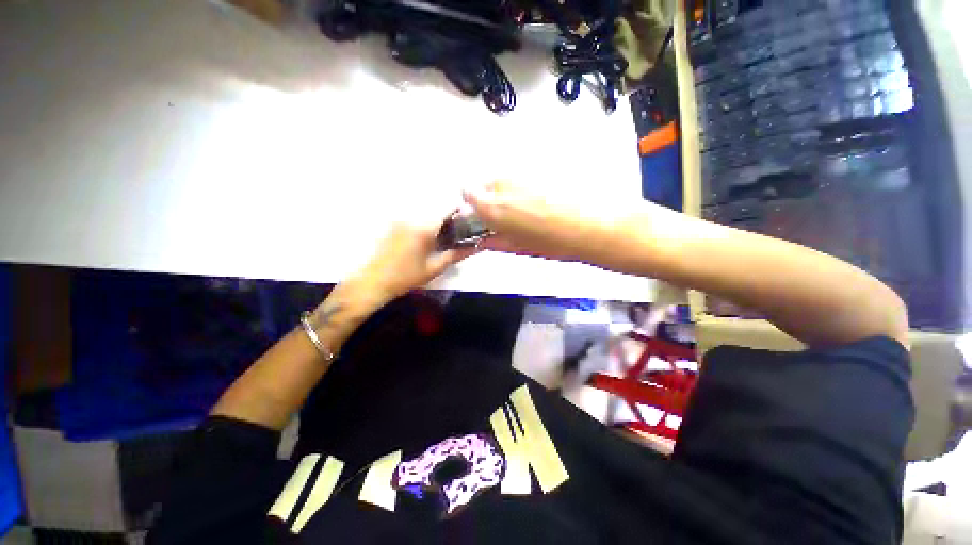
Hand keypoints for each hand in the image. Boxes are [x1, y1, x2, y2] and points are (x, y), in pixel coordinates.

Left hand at [341, 215, 477, 310]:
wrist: (372, 281)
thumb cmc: (406, 277)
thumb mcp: (434, 268)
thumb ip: (456, 255)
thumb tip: (476, 248)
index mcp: (425, 227)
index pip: (447, 206)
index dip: (460, 209)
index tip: (466, 219)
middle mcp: (412, 216)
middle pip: (436, 206)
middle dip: (448, 215)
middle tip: (454, 231)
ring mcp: (400, 217)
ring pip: (424, 210)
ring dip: (435, 218)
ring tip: (439, 235)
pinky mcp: (392, 222)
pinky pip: (413, 215)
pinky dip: (423, 221)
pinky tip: (423, 237)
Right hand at [462, 181, 601, 260]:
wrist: (591, 225)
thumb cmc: (554, 242)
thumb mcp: (519, 247)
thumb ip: (496, 242)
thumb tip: (485, 240)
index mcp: (492, 206)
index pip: (467, 192)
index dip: (471, 201)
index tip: (478, 211)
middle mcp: (503, 184)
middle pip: (485, 182)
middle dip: (489, 196)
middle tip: (504, 212)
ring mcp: (522, 173)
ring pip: (504, 178)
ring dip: (507, 190)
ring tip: (525, 206)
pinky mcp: (539, 168)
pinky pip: (522, 175)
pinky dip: (524, 185)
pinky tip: (539, 199)